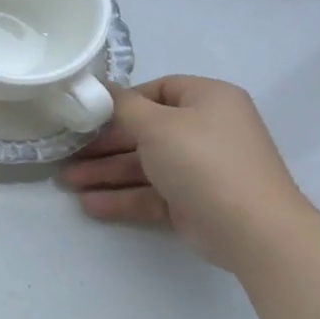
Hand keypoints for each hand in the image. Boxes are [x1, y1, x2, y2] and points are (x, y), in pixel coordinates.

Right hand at [59, 75, 314, 272]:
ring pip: (143, 165)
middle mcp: (205, 129)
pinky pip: (150, 193)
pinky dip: (122, 197)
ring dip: (105, 173)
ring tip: (67, 183)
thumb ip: (123, 106)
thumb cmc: (203, 161)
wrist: (252, 230)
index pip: (157, 90)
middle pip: (144, 131)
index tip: (87, 114)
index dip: (121, 101)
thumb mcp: (157, 125)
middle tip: (68, 153)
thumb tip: (101, 88)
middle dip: (103, 145)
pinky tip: (89, 205)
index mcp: (207, 100)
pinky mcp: (192, 201)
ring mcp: (199, 168)